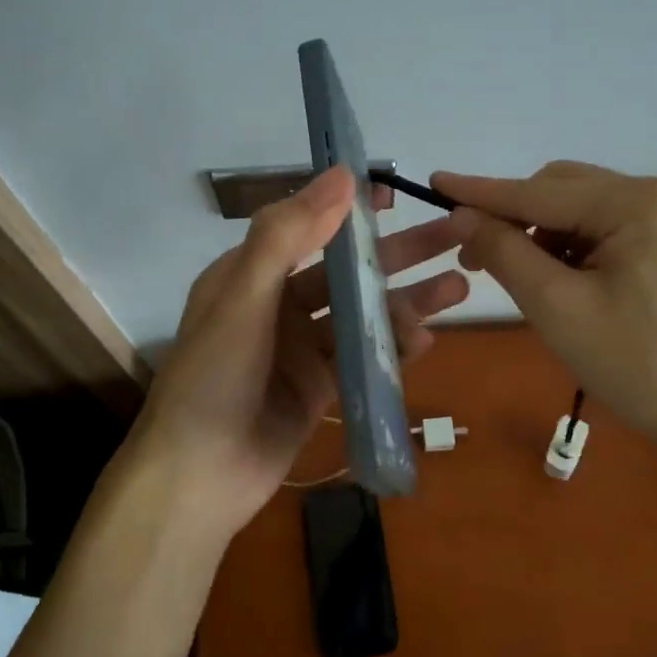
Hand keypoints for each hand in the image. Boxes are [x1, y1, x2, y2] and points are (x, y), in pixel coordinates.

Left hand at [130, 165, 468, 537]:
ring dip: (407, 300)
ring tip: (458, 286)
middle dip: (399, 253)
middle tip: (455, 232)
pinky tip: (425, 338)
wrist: (198, 480)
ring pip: (362, 314)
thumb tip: (340, 176)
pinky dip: (393, 347)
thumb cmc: (214, 379)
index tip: (396, 194)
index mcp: (251, 275)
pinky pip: (363, 358)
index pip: (309, 228)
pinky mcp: (320, 389)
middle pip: (347, 270)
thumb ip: (287, 236)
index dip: (352, 210)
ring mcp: (301, 350)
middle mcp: (277, 306)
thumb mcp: (243, 298)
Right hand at [433, 161, 656, 469]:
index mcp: (637, 202)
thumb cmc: (639, 364)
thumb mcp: (557, 308)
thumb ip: (505, 252)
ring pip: (585, 212)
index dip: (480, 192)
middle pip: (564, 192)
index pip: (538, 192)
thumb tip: (463, 216)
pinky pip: (610, 231)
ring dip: (545, 236)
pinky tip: (564, 283)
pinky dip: (575, 249)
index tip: (433, 182)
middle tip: (475, 258)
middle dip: (516, 219)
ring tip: (523, 280)